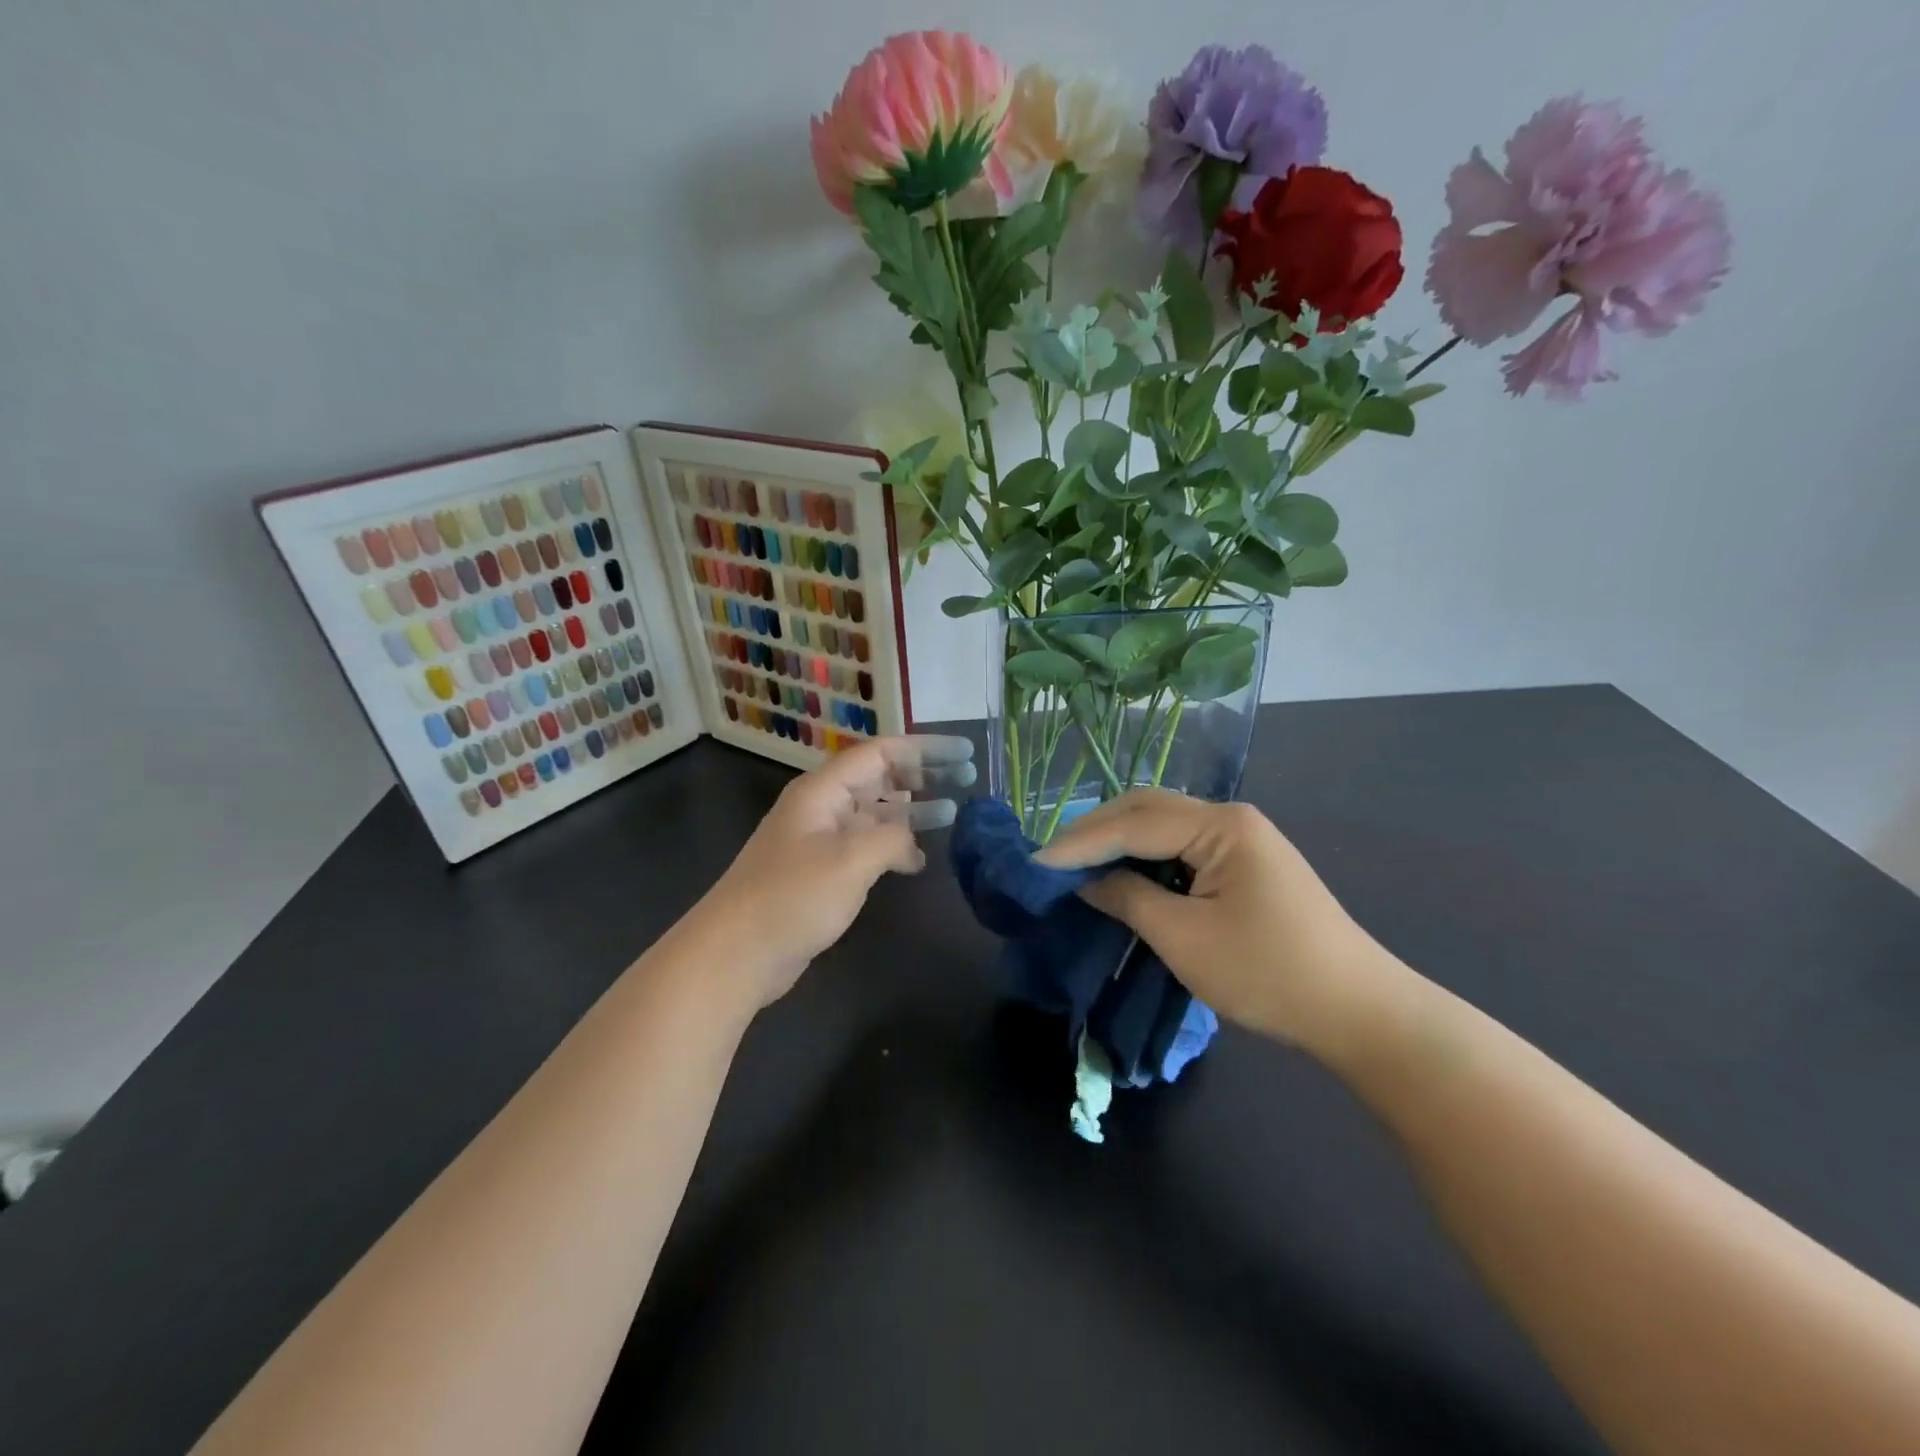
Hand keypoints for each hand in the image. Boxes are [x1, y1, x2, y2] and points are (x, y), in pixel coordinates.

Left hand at [693, 735, 976, 1009]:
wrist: (736, 952)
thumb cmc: (793, 897)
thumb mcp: (852, 859)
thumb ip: (893, 838)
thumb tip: (911, 843)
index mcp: (823, 790)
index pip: (882, 752)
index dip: (926, 749)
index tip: (965, 752)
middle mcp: (822, 807)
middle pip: (879, 778)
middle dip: (923, 776)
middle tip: (967, 779)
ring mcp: (820, 840)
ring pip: (874, 813)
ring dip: (911, 811)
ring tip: (952, 814)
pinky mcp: (820, 872)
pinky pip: (865, 846)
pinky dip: (893, 847)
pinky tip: (918, 861)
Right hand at [1035, 789, 1388, 1049]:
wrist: (1359, 1012)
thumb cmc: (1268, 973)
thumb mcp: (1184, 939)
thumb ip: (1128, 899)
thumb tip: (1085, 881)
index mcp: (1221, 825)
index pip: (1134, 823)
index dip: (1080, 843)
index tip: (1035, 862)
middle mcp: (1231, 818)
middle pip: (1147, 810)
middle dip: (1095, 831)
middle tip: (1051, 859)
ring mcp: (1242, 839)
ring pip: (1163, 826)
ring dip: (1118, 841)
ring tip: (1076, 864)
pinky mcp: (1245, 864)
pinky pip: (1182, 848)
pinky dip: (1145, 858)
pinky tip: (1122, 874)